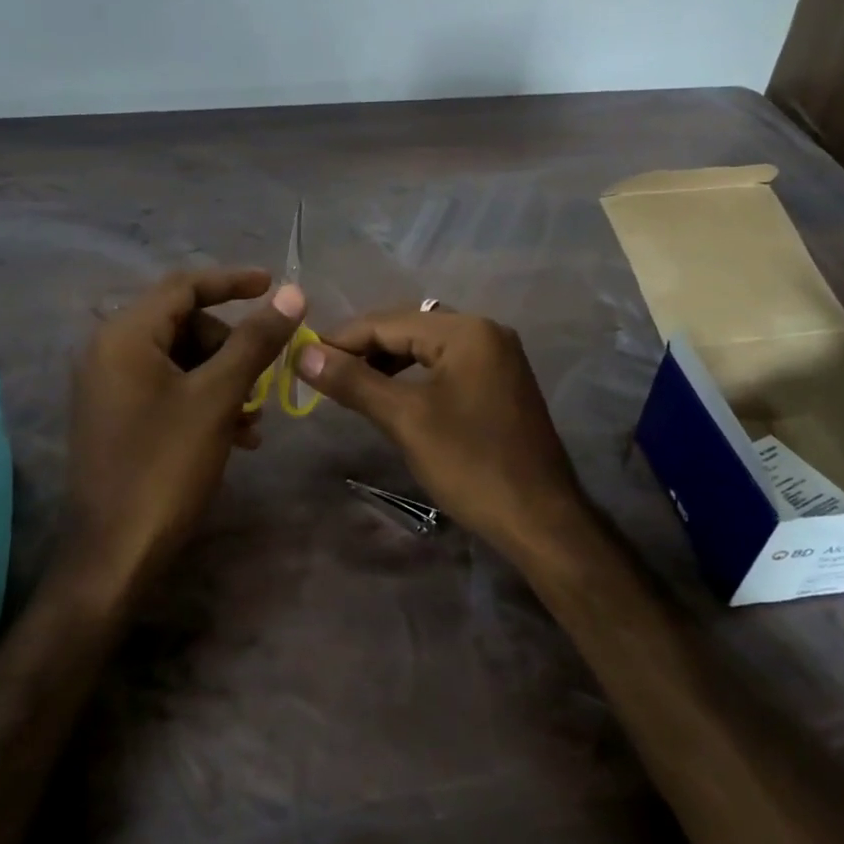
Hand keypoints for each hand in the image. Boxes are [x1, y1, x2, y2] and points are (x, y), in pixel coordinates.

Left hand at [67, 268, 304, 589]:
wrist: (115, 554)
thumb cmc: (165, 466)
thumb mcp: (218, 397)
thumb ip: (255, 341)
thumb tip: (291, 292)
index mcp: (125, 335)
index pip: (184, 286)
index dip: (232, 281)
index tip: (274, 285)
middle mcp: (109, 350)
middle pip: (184, 323)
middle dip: (231, 346)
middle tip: (264, 376)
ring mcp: (109, 385)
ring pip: (181, 360)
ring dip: (224, 378)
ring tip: (254, 419)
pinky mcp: (116, 415)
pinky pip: (168, 388)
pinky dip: (204, 400)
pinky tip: (236, 435)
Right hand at [296, 307, 590, 562]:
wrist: (541, 521)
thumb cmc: (471, 465)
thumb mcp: (405, 419)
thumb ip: (353, 381)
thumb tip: (302, 352)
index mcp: (466, 330)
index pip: (388, 322)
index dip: (341, 339)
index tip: (302, 357)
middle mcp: (485, 331)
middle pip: (408, 328)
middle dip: (363, 349)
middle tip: (321, 373)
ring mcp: (497, 357)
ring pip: (426, 347)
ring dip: (387, 362)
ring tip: (350, 385)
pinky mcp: (499, 382)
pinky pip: (445, 365)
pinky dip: (413, 376)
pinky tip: (391, 395)